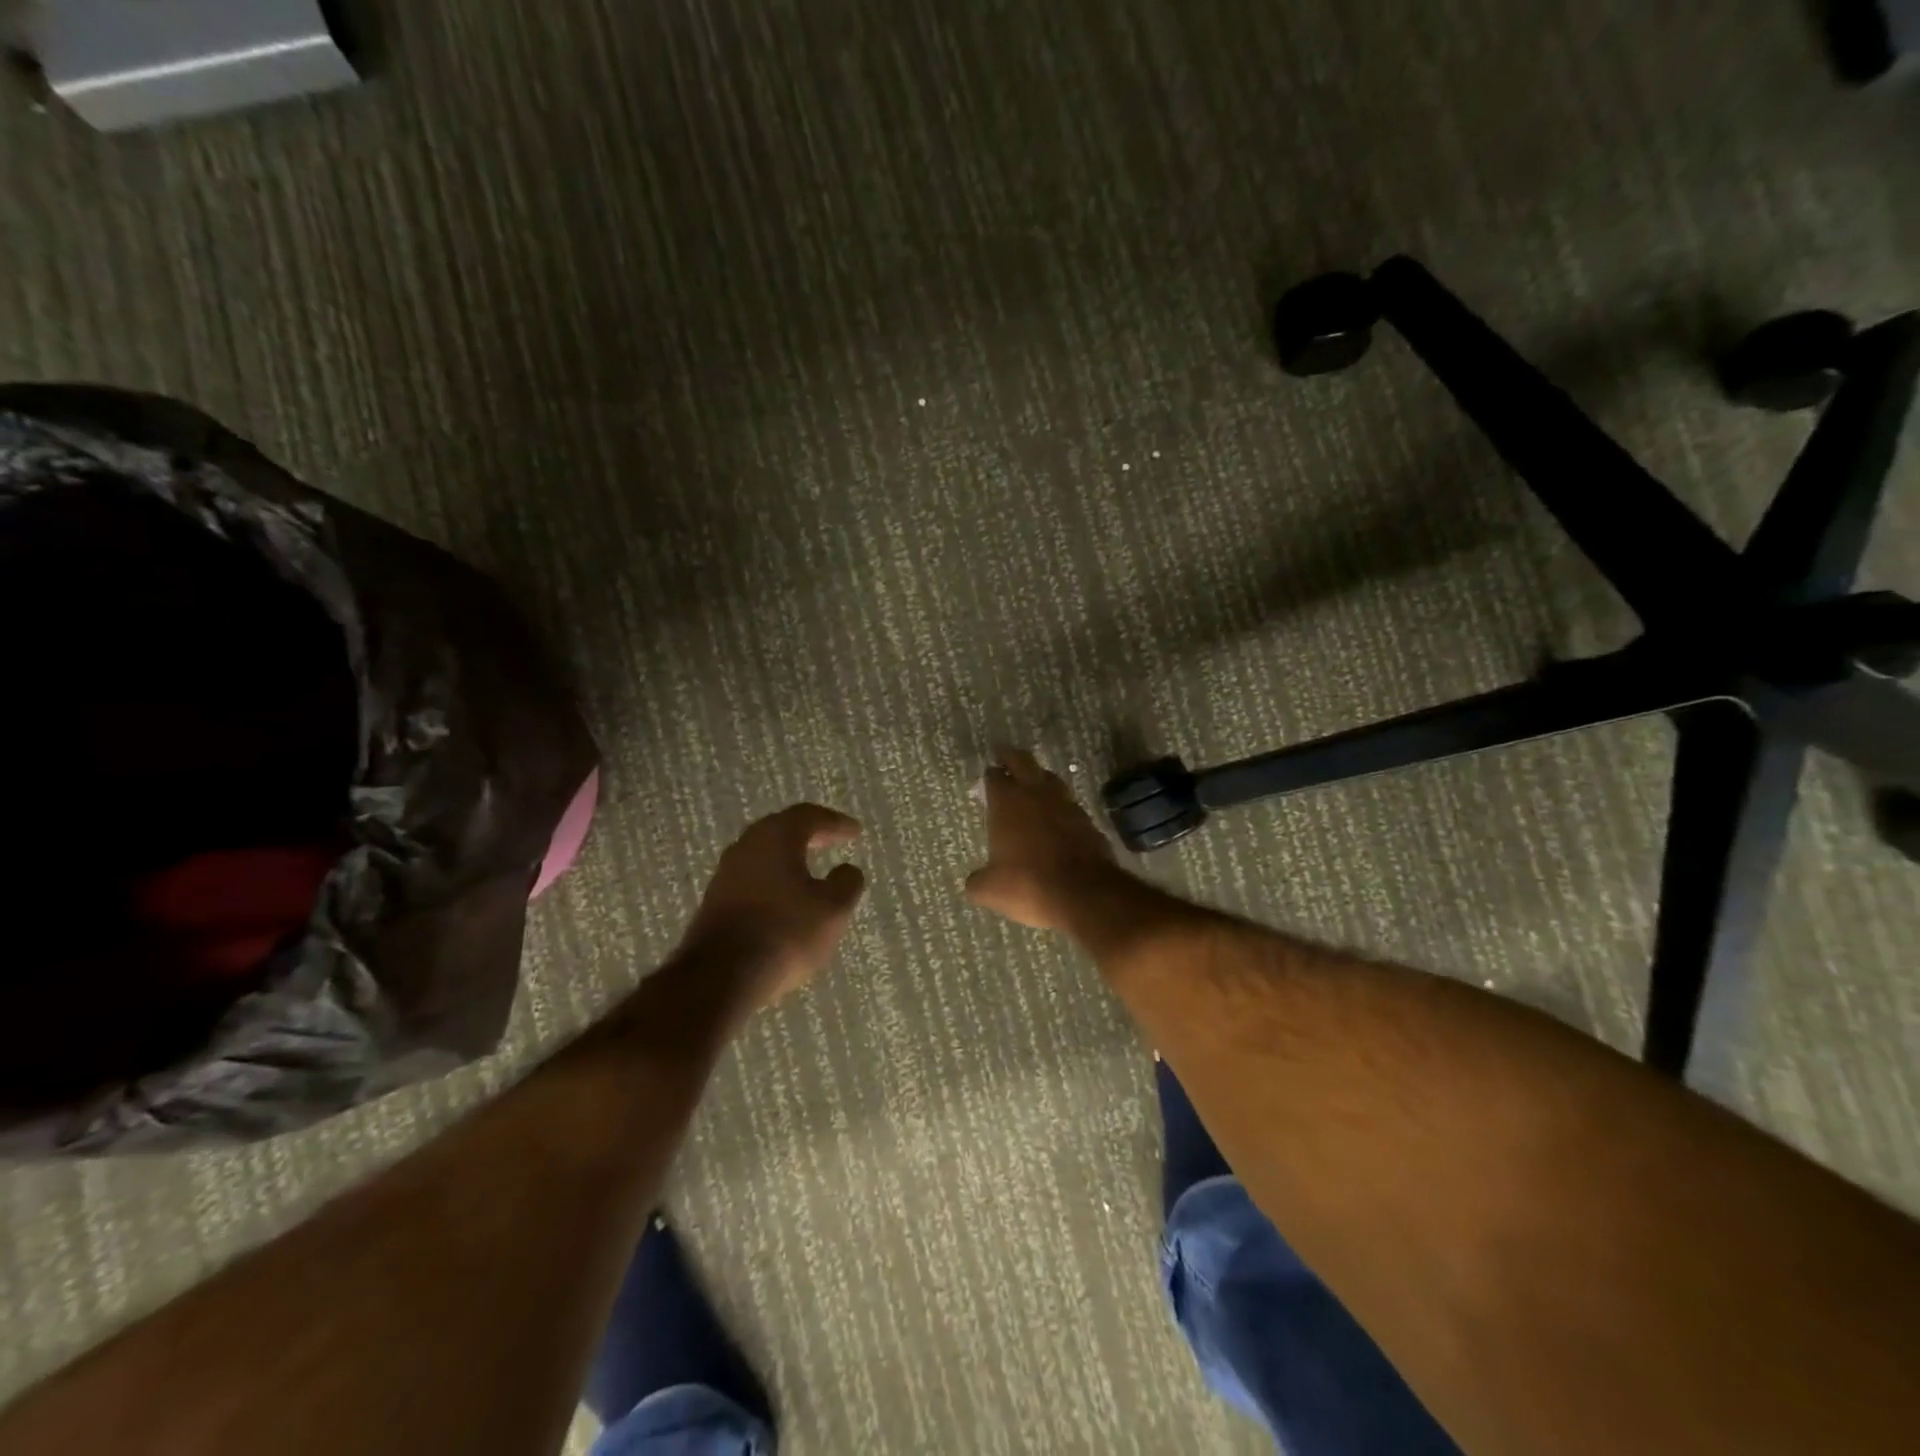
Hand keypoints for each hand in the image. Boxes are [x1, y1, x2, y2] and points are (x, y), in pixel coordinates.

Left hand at [680, 803, 866, 1015]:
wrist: (721, 975)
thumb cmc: (785, 932)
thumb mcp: (833, 909)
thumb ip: (846, 883)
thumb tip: (847, 870)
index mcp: (777, 836)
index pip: (810, 816)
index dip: (836, 823)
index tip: (856, 832)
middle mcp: (747, 845)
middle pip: (782, 829)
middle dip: (810, 834)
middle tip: (833, 840)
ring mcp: (726, 873)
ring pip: (764, 854)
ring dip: (789, 857)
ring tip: (810, 869)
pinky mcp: (715, 901)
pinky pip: (752, 877)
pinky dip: (773, 879)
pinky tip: (785, 898)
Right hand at [965, 748, 1121, 930]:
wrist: (1083, 893)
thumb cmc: (1028, 884)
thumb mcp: (990, 889)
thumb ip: (977, 881)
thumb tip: (974, 882)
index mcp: (1007, 803)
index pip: (994, 776)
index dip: (989, 776)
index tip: (987, 779)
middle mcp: (1036, 794)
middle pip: (1023, 761)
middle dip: (1012, 757)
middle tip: (1005, 757)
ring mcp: (1065, 804)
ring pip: (1050, 778)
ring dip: (1039, 779)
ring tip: (1032, 786)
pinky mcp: (1087, 820)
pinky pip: (1069, 804)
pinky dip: (1060, 807)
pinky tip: (1057, 819)